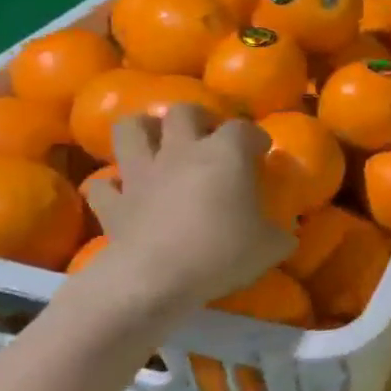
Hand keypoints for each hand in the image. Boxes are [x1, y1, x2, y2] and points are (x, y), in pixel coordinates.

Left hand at [79, 107, 295, 316]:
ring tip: (158, 144)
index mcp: (225, 154)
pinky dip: (113, 186)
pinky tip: (124, 193)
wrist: (156, 278)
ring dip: (143, 131)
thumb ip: (281, 233)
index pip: (243, 128)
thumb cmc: (222, 253)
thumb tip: (287, 233)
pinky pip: (104, 185)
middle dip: (197, 118)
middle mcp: (181, 152)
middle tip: (207, 137)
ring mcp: (141, 174)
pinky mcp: (113, 202)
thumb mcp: (271, 247)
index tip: (261, 151)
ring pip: (131, 129)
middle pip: (183, 112)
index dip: (254, 136)